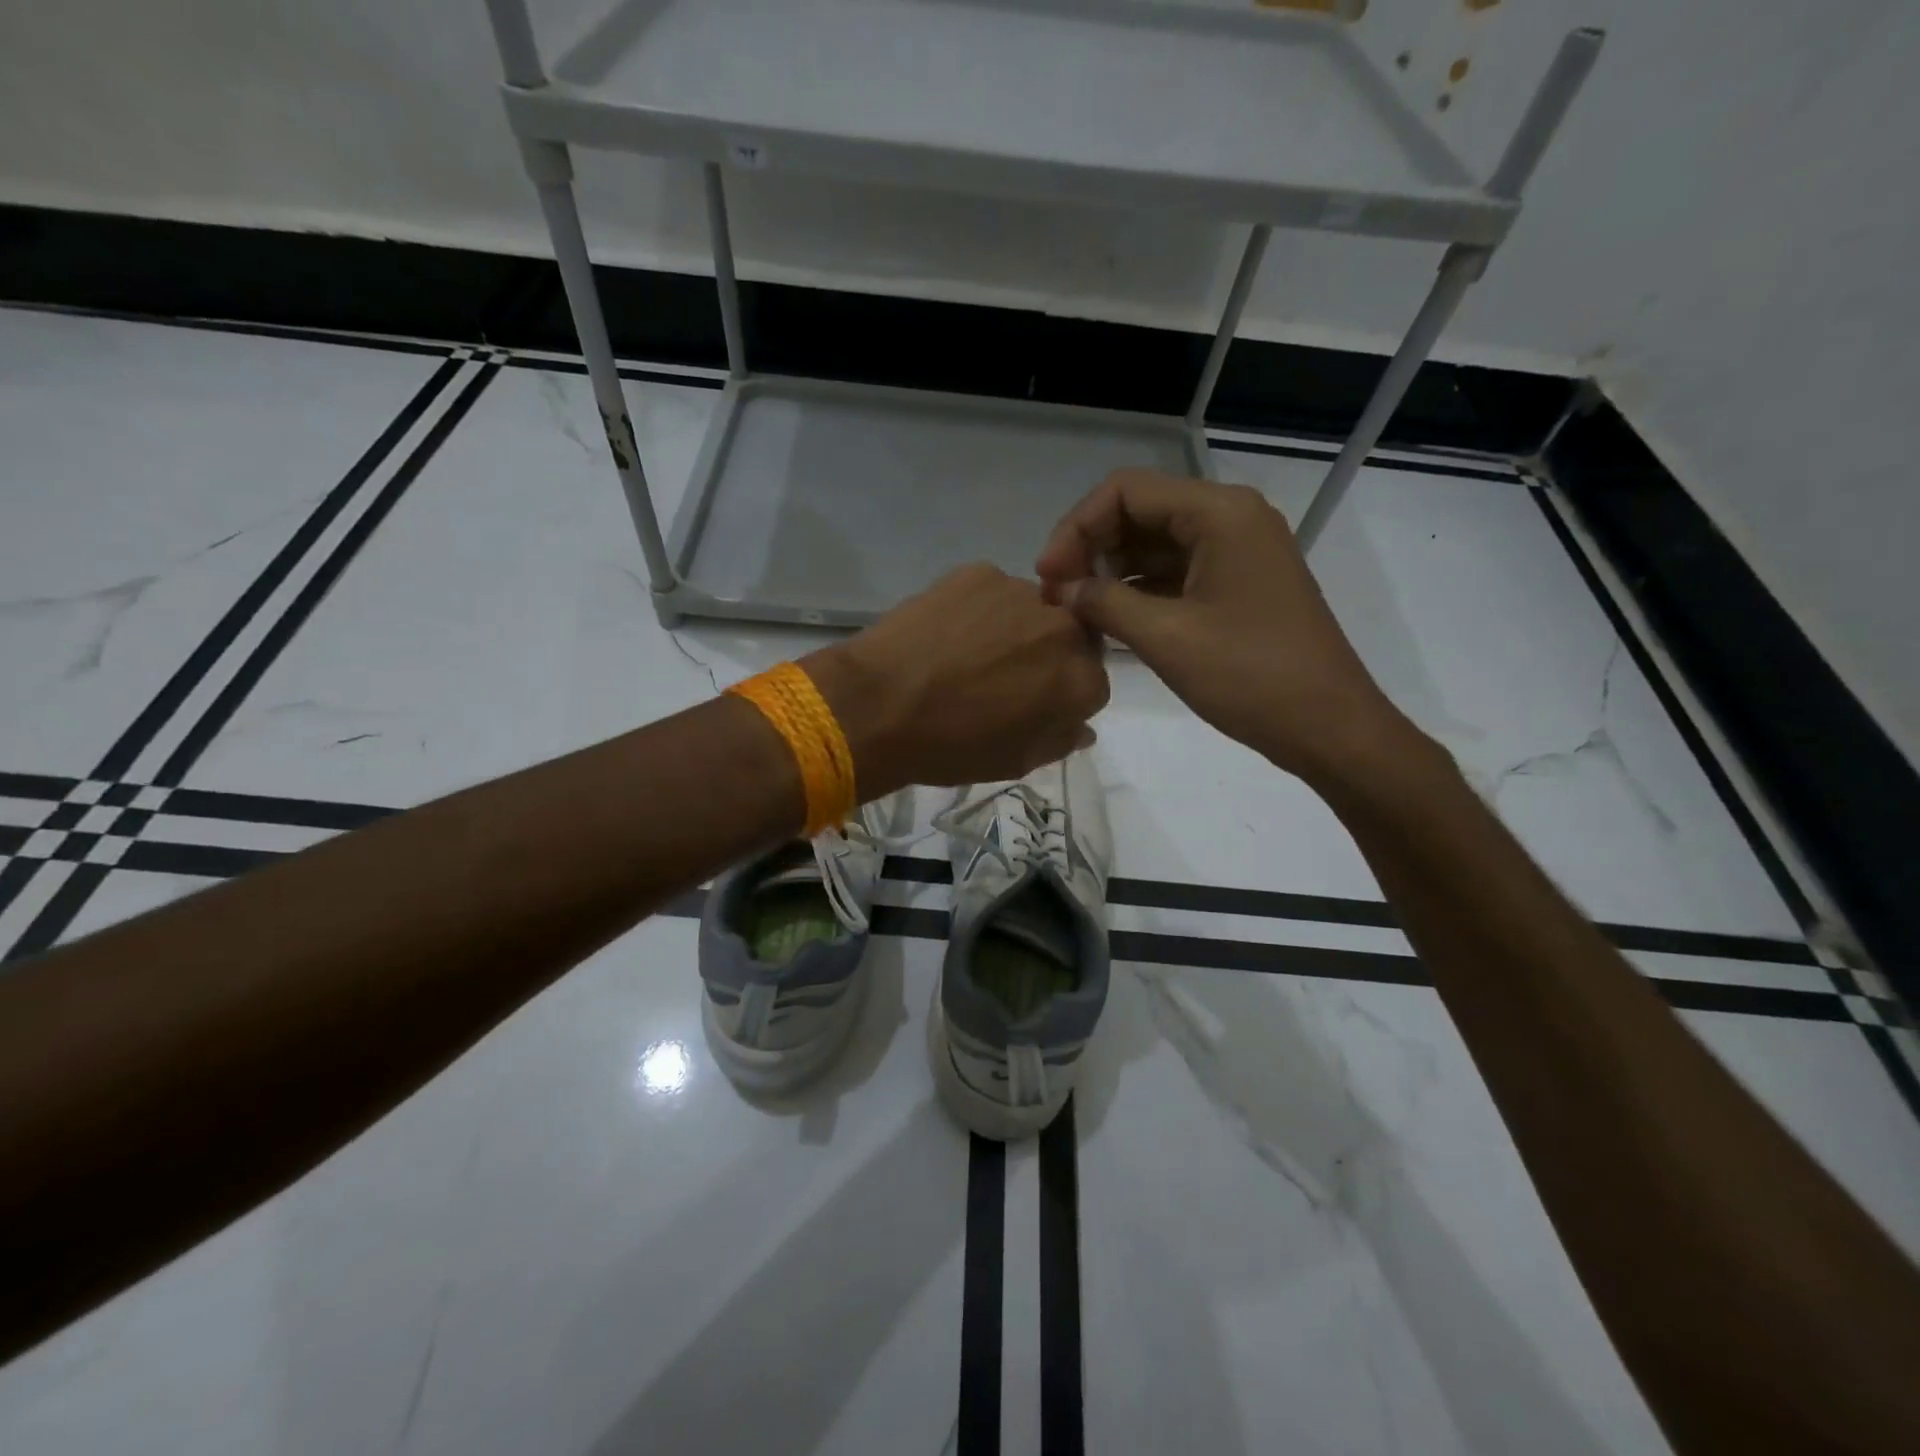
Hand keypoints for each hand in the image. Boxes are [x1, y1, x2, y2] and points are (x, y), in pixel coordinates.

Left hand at [804, 563, 1107, 795]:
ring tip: (966, 652)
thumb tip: (1082, 727)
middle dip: (1046, 656)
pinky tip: (945, 632)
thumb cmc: (950, 747)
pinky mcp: (980, 572)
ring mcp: (1021, 593)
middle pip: (1070, 638)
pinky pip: (992, 592)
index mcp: (1080, 682)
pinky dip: (978, 609)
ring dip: (1014, 629)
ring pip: (1031, 611)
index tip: (1031, 704)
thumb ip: (1059, 741)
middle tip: (1001, 676)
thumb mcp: (1014, 763)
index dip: (1061, 696)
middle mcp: (1064, 629)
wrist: (878, 706)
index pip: (1092, 684)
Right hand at [1035, 470, 1418, 784]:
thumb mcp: (1167, 638)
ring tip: (1075, 611)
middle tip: (1057, 597)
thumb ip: (1104, 603)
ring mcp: (1237, 552)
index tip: (1047, 576)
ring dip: (1111, 571)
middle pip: (1139, 513)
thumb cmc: (1251, 676)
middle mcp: (1229, 518)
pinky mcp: (1237, 585)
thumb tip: (1060, 590)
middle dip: (1091, 549)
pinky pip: (1175, 573)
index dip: (1076, 528)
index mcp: (1219, 513)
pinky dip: (1138, 590)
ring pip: (1155, 544)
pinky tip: (1109, 620)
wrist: (1329, 727)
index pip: (1125, 492)